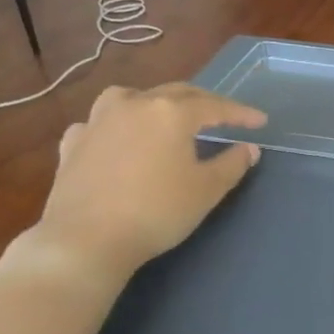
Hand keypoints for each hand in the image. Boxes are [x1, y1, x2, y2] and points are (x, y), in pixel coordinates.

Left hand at [34, 84, 264, 280]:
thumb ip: (233, 164)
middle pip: (176, 93)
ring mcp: (98, 121)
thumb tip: (249, 148)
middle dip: (204, 102)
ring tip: (165, 114)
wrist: (86, 240)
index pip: (215, 106)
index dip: (240, 113)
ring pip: (131, 97)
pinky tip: (116, 137)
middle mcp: (134, 105)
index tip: (260, 121)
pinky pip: (98, 122)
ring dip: (155, 102)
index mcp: (171, 113)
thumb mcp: (207, 190)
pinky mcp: (73, 143)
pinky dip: (114, 125)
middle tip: (223, 115)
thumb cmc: (157, 211)